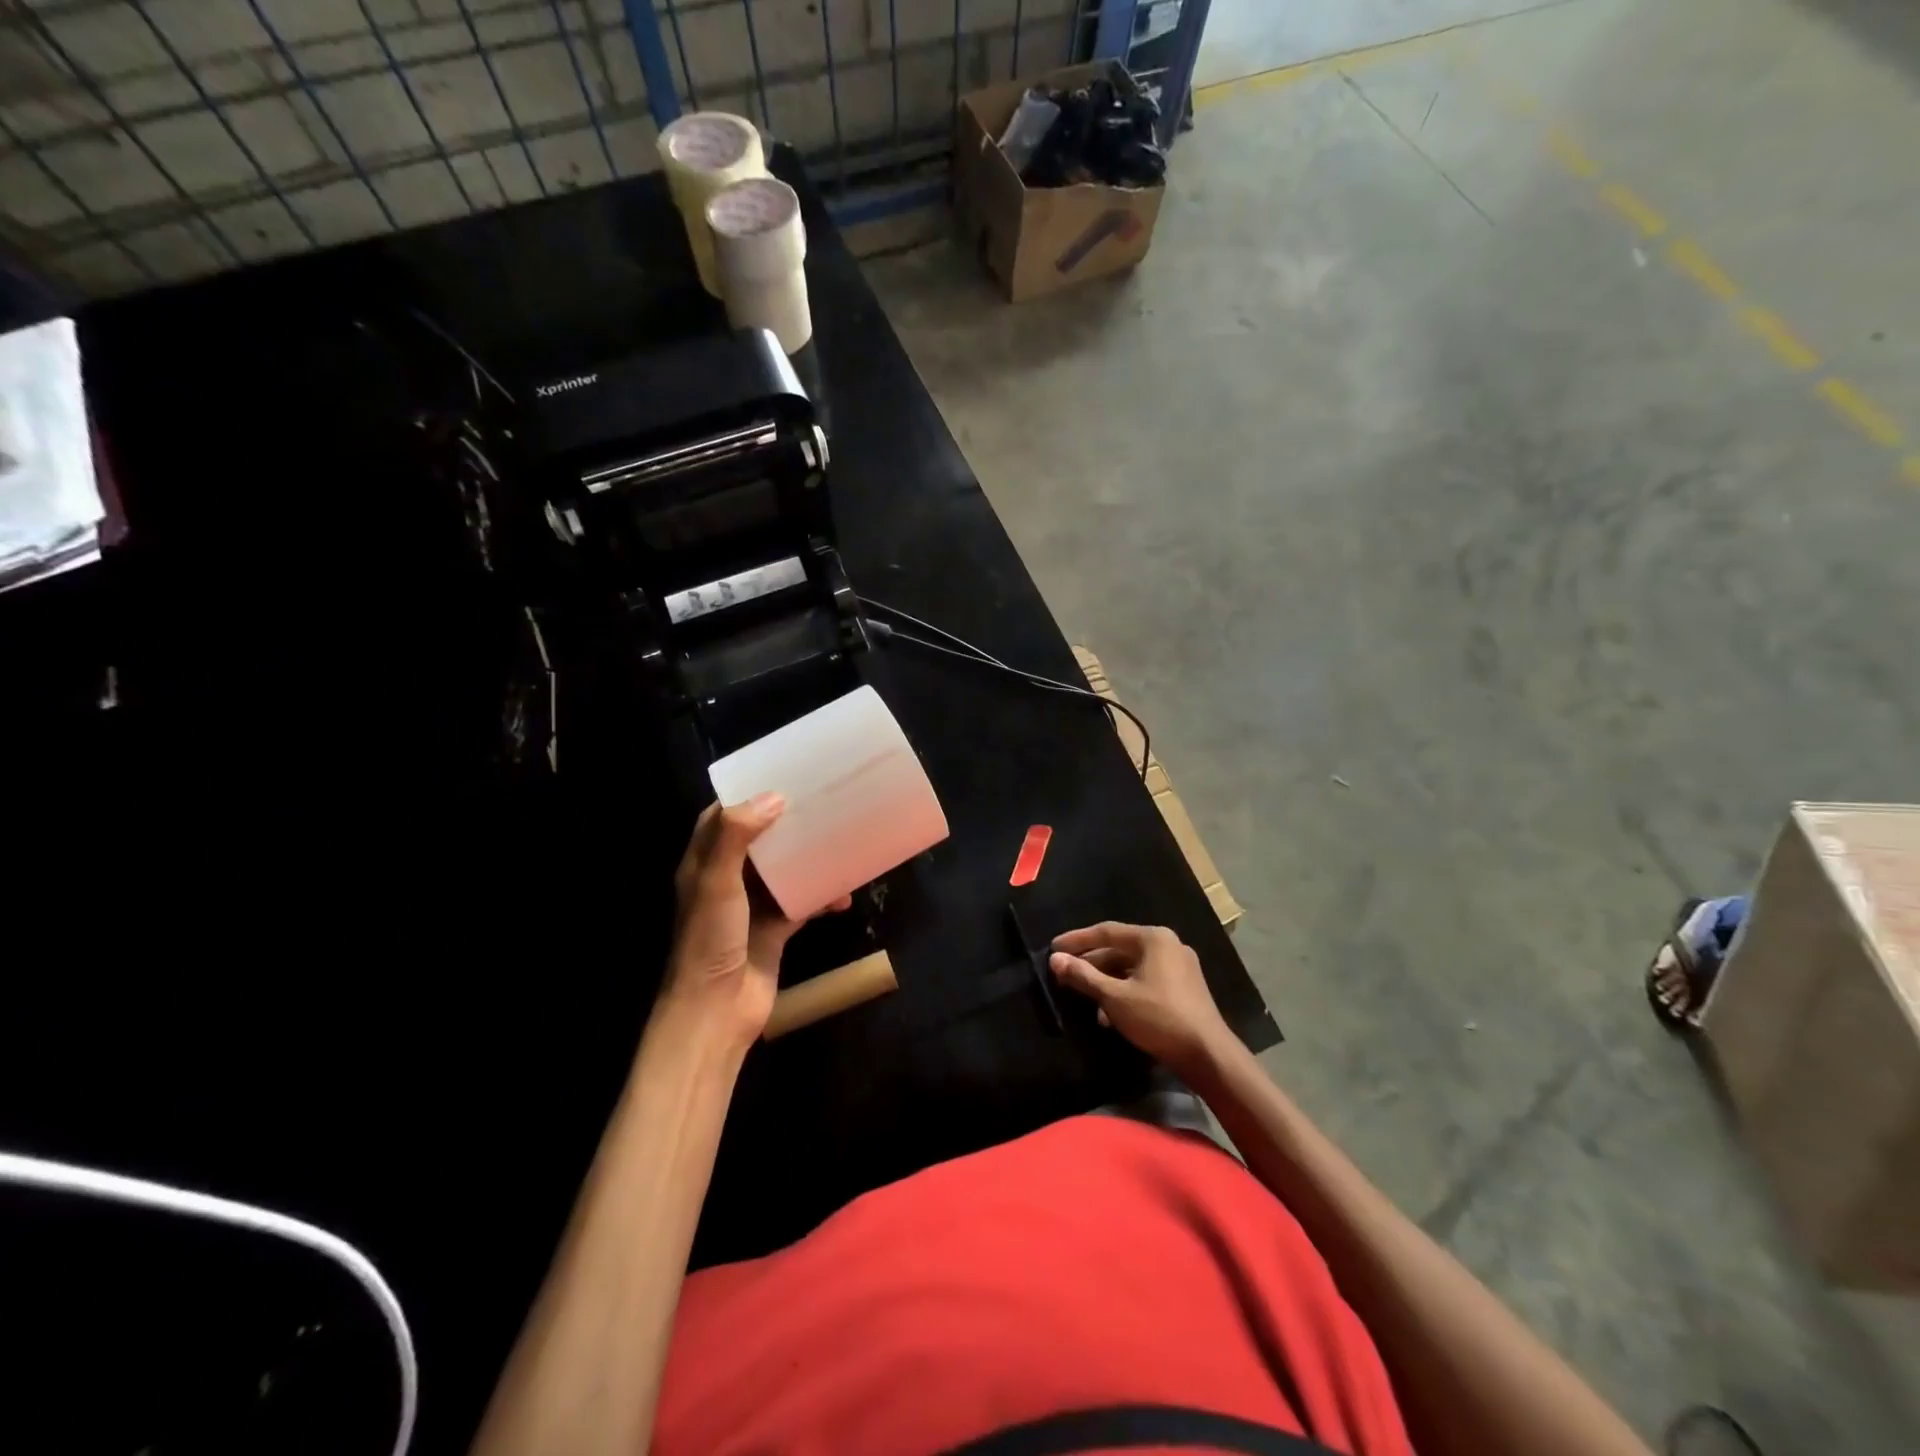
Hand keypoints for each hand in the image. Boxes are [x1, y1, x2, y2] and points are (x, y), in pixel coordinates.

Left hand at [663, 795, 848, 1052]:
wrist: (717, 1011)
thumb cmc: (711, 940)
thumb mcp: (717, 883)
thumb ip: (737, 837)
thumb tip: (774, 797)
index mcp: (704, 864)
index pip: (721, 818)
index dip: (746, 797)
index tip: (778, 776)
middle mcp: (727, 880)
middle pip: (759, 840)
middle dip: (785, 822)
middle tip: (819, 802)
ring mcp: (752, 906)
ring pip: (784, 870)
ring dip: (809, 857)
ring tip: (838, 839)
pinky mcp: (775, 929)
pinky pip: (803, 903)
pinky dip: (822, 896)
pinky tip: (844, 894)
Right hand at [1050, 922, 1235, 1078]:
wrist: (1207, 1055)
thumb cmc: (1159, 1018)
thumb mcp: (1115, 997)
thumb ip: (1084, 976)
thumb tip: (1055, 960)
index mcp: (1153, 938)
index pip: (1106, 931)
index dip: (1077, 940)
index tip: (1053, 948)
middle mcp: (1168, 945)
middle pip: (1119, 949)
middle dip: (1091, 964)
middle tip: (1064, 974)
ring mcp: (1179, 966)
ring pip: (1132, 967)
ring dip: (1106, 982)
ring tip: (1084, 999)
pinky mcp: (1183, 988)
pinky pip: (1145, 980)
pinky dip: (1125, 991)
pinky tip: (1109, 1015)